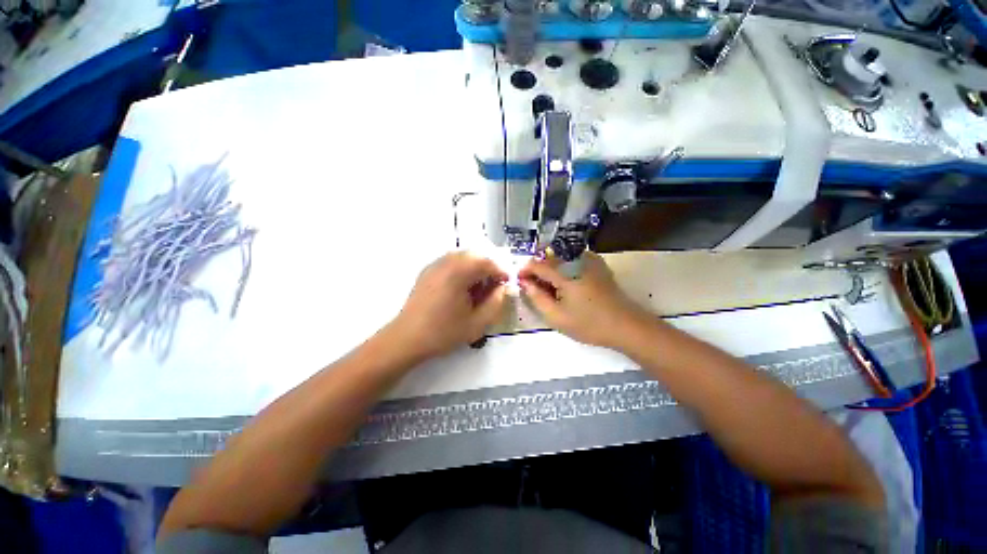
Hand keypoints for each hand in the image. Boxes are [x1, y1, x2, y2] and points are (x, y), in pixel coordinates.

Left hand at [389, 251, 507, 360]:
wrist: (406, 339)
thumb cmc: (443, 332)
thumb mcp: (477, 323)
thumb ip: (496, 303)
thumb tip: (504, 289)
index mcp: (458, 272)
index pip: (486, 262)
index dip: (500, 272)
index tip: (506, 284)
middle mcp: (445, 263)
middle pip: (474, 256)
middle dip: (487, 269)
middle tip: (493, 287)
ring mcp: (434, 266)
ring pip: (462, 258)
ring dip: (474, 269)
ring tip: (478, 289)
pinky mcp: (427, 272)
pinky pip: (450, 263)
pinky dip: (461, 270)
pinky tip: (461, 289)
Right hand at [518, 251, 647, 348]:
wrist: (625, 325)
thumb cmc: (589, 324)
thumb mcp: (556, 317)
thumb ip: (536, 297)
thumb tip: (525, 283)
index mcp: (565, 273)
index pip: (537, 264)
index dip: (525, 270)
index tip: (520, 281)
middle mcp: (576, 260)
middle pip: (548, 257)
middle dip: (537, 270)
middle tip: (534, 288)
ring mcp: (589, 259)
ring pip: (560, 256)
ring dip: (550, 268)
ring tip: (550, 288)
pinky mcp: (597, 263)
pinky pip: (573, 258)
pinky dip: (564, 267)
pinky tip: (567, 283)